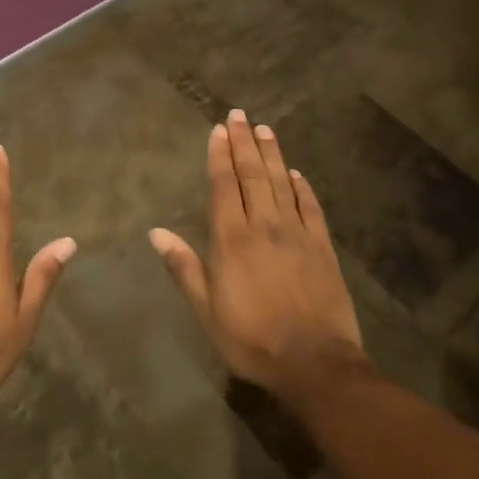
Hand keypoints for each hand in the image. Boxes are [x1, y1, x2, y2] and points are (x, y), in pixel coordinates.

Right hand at [150, 110, 366, 400]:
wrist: (316, 364)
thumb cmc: (252, 339)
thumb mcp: (207, 311)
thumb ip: (184, 267)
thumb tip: (156, 232)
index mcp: (232, 239)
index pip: (224, 185)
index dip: (219, 155)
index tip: (218, 130)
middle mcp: (264, 225)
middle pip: (252, 175)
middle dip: (243, 143)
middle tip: (239, 115)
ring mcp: (296, 233)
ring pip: (281, 183)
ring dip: (272, 154)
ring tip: (264, 129)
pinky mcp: (322, 247)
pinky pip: (310, 207)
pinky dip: (302, 187)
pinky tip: (296, 173)